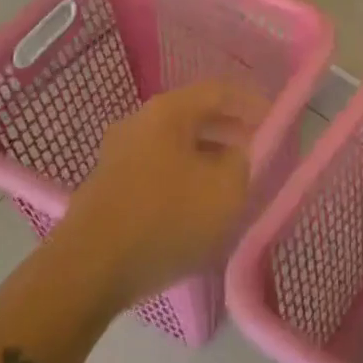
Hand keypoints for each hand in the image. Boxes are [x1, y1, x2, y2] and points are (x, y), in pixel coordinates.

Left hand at [53, 79, 266, 312]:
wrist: (86, 272)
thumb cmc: (164, 220)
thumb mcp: (225, 191)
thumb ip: (243, 162)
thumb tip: (238, 152)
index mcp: (169, 110)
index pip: (220, 90)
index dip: (253, 103)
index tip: (276, 123)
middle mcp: (140, 120)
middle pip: (195, 114)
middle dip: (230, 131)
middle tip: (257, 152)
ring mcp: (118, 152)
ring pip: (176, 143)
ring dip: (206, 156)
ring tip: (230, 182)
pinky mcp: (108, 184)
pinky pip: (157, 167)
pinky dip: (183, 175)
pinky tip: (194, 205)